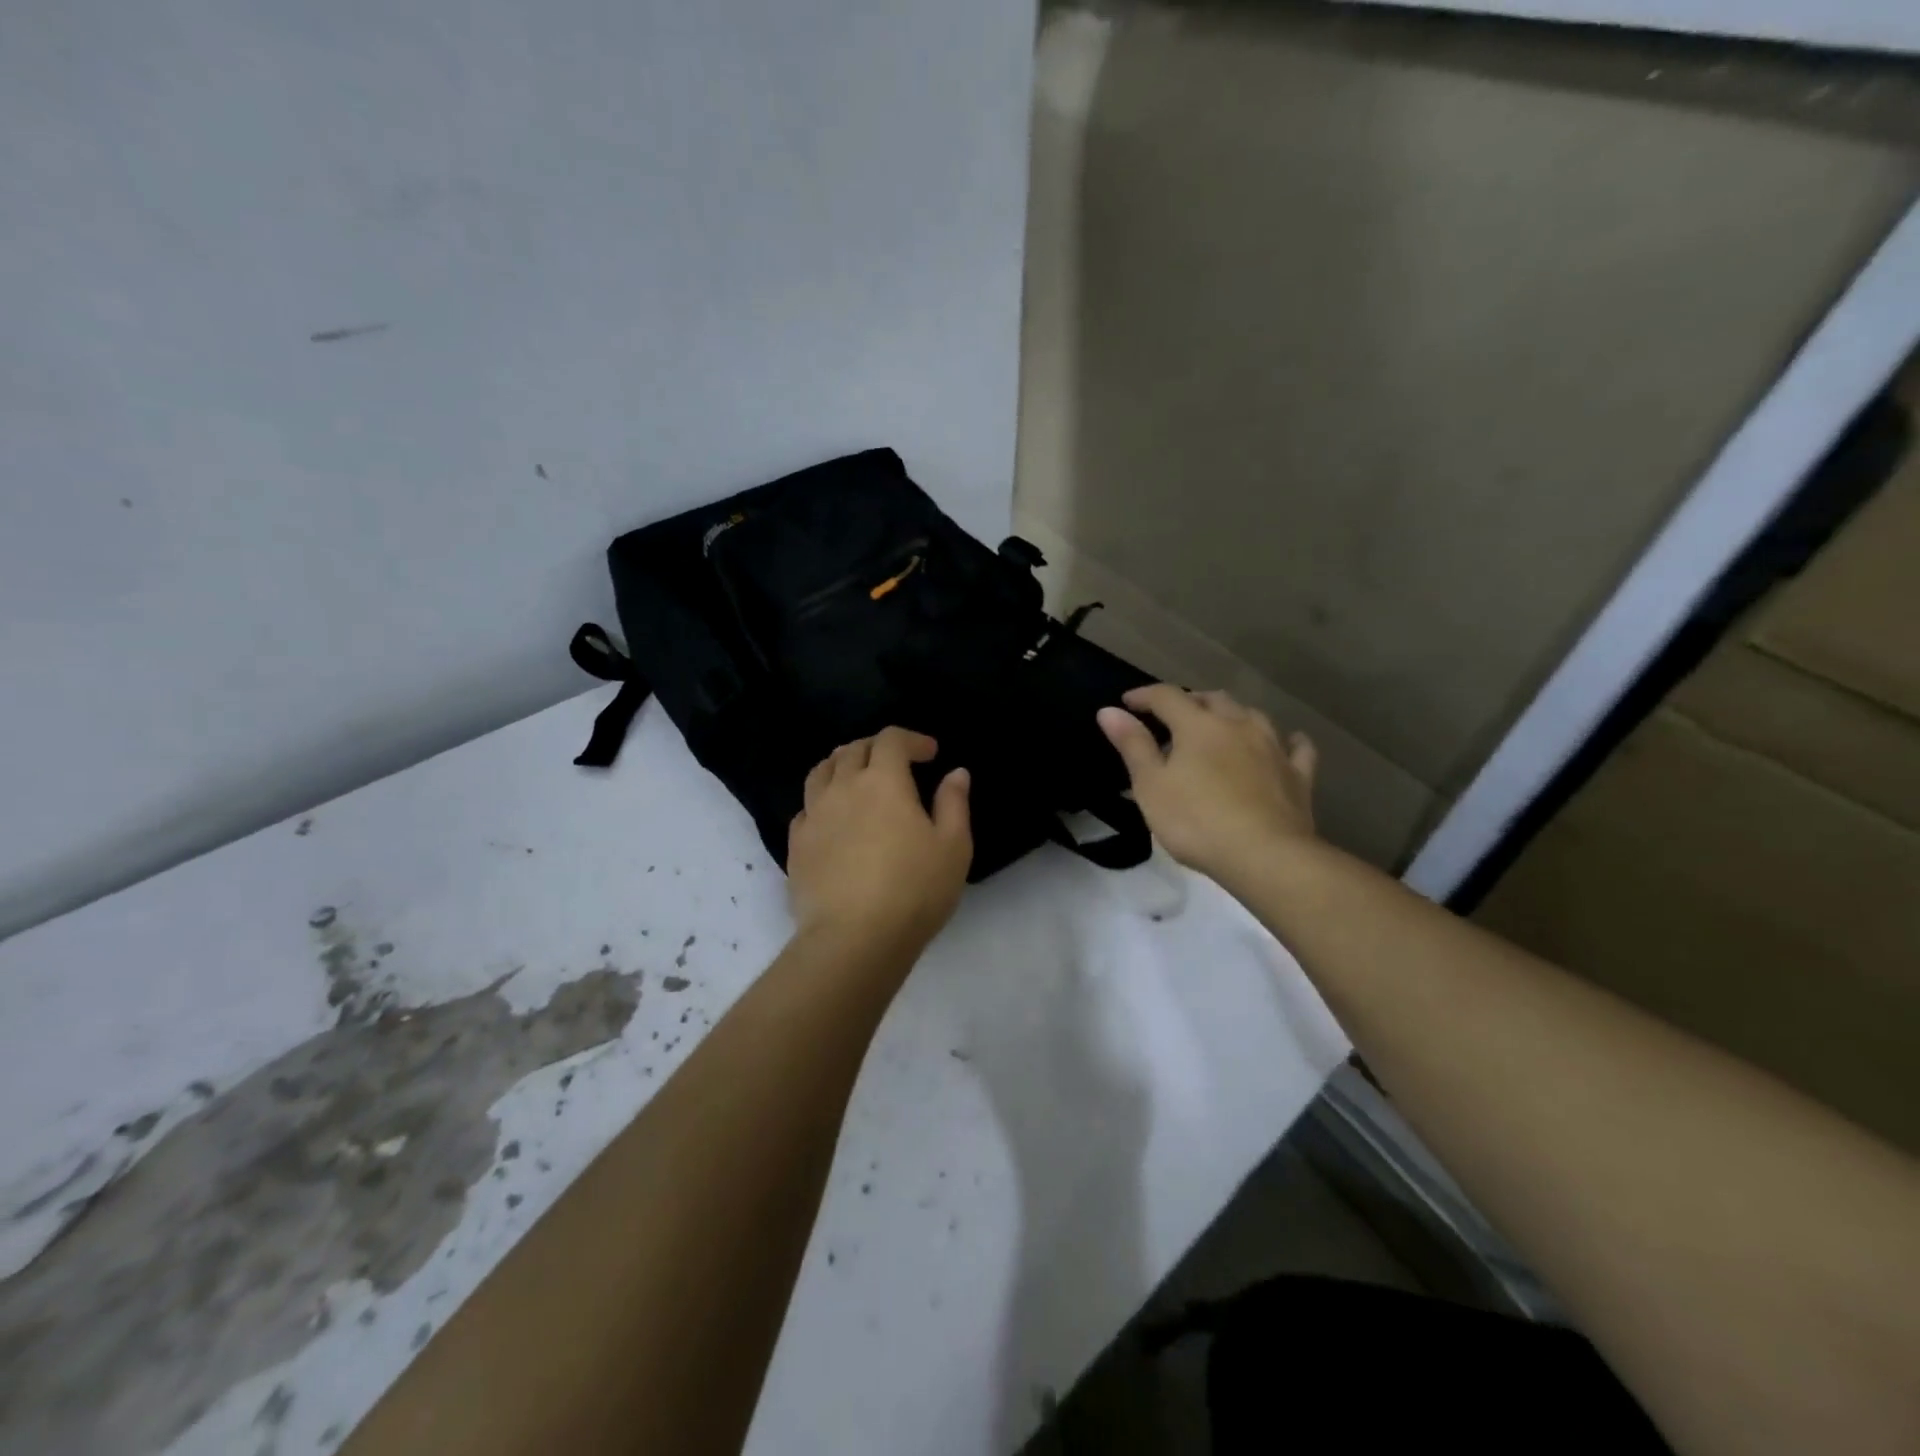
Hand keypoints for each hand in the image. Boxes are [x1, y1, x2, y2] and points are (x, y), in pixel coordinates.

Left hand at [787, 727, 972, 957]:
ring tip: (858, 779)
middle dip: (877, 747)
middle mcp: (843, 787)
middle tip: (896, 763)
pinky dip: (822, 800)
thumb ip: (954, 803)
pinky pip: (806, 807)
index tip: (930, 754)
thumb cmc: (914, 889)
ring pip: (821, 772)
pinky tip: (833, 817)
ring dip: (842, 765)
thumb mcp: (953, 846)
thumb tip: (955, 773)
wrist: (854, 939)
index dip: (912, 739)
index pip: (891, 740)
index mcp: (883, 781)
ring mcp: (813, 815)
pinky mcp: (796, 844)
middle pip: (852, 749)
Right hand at [1097, 684, 1317, 885]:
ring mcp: (1273, 747)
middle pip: (1213, 698)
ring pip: (1253, 715)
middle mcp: (1238, 725)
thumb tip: (1109, 710)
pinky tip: (1286, 743)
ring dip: (1232, 714)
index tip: (1126, 703)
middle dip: (1190, 700)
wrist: (1266, 856)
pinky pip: (1296, 747)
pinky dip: (1287, 741)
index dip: (1143, 695)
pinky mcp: (1298, 775)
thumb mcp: (1151, 786)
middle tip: (1172, 716)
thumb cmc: (1196, 821)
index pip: (1166, 696)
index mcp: (1198, 725)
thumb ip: (1132, 745)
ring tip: (1220, 725)